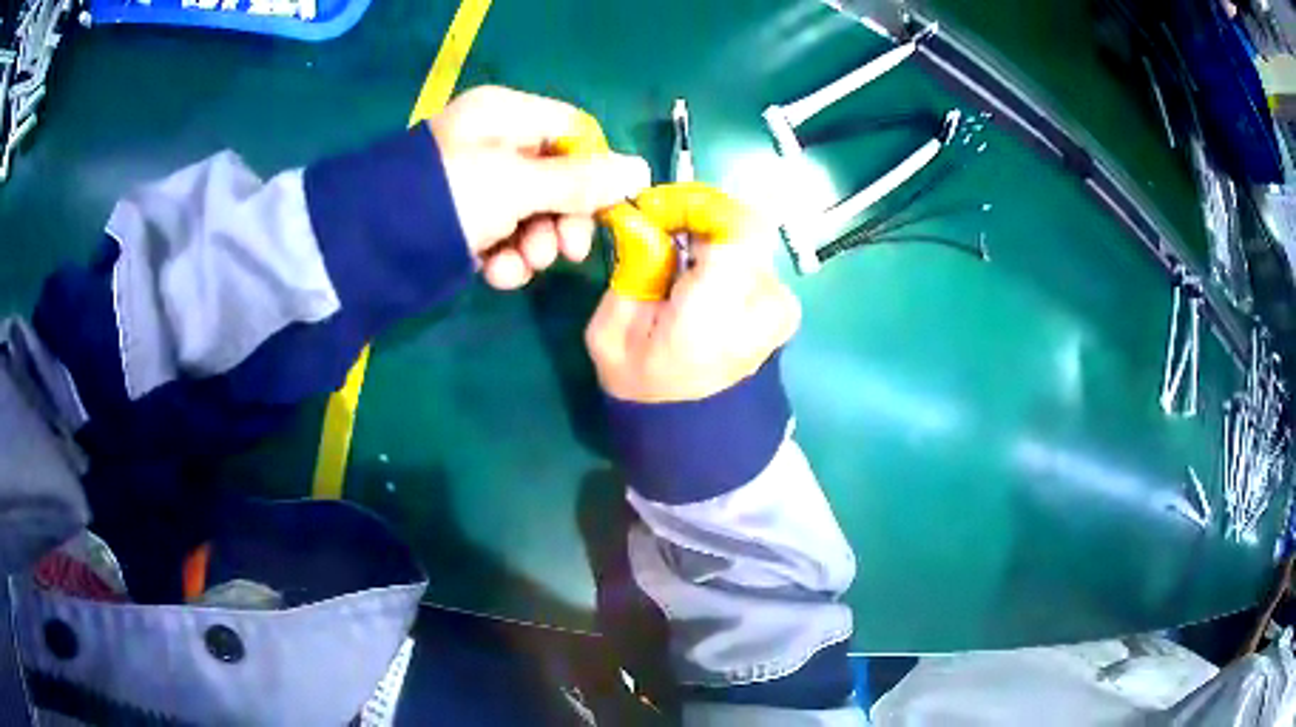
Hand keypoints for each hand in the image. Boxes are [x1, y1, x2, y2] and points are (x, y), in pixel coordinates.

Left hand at [430, 86, 650, 289]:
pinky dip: (505, 256)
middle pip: (556, 175)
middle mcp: (494, 142)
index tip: (608, 207)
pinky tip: (497, 272)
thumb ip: (581, 181)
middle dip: (564, 218)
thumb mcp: (517, 185)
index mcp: (506, 115)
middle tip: (567, 253)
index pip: (574, 131)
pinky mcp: (463, 220)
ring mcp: (476, 183)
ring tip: (524, 265)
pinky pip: (502, 233)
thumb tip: (642, 169)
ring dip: (536, 244)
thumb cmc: (449, 198)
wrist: (369, 249)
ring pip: (531, 210)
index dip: (596, 169)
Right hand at [584, 186, 800, 402]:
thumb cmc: (643, 384)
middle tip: (662, 233)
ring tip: (679, 266)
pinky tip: (701, 282)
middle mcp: (764, 305)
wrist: (690, 431)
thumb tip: (644, 220)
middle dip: (700, 221)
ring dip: (713, 243)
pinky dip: (727, 261)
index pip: (738, 225)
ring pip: (747, 243)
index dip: (698, 204)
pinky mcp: (784, 310)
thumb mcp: (612, 329)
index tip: (659, 211)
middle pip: (742, 226)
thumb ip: (634, 266)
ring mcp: (781, 309)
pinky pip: (755, 264)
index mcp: (719, 311)